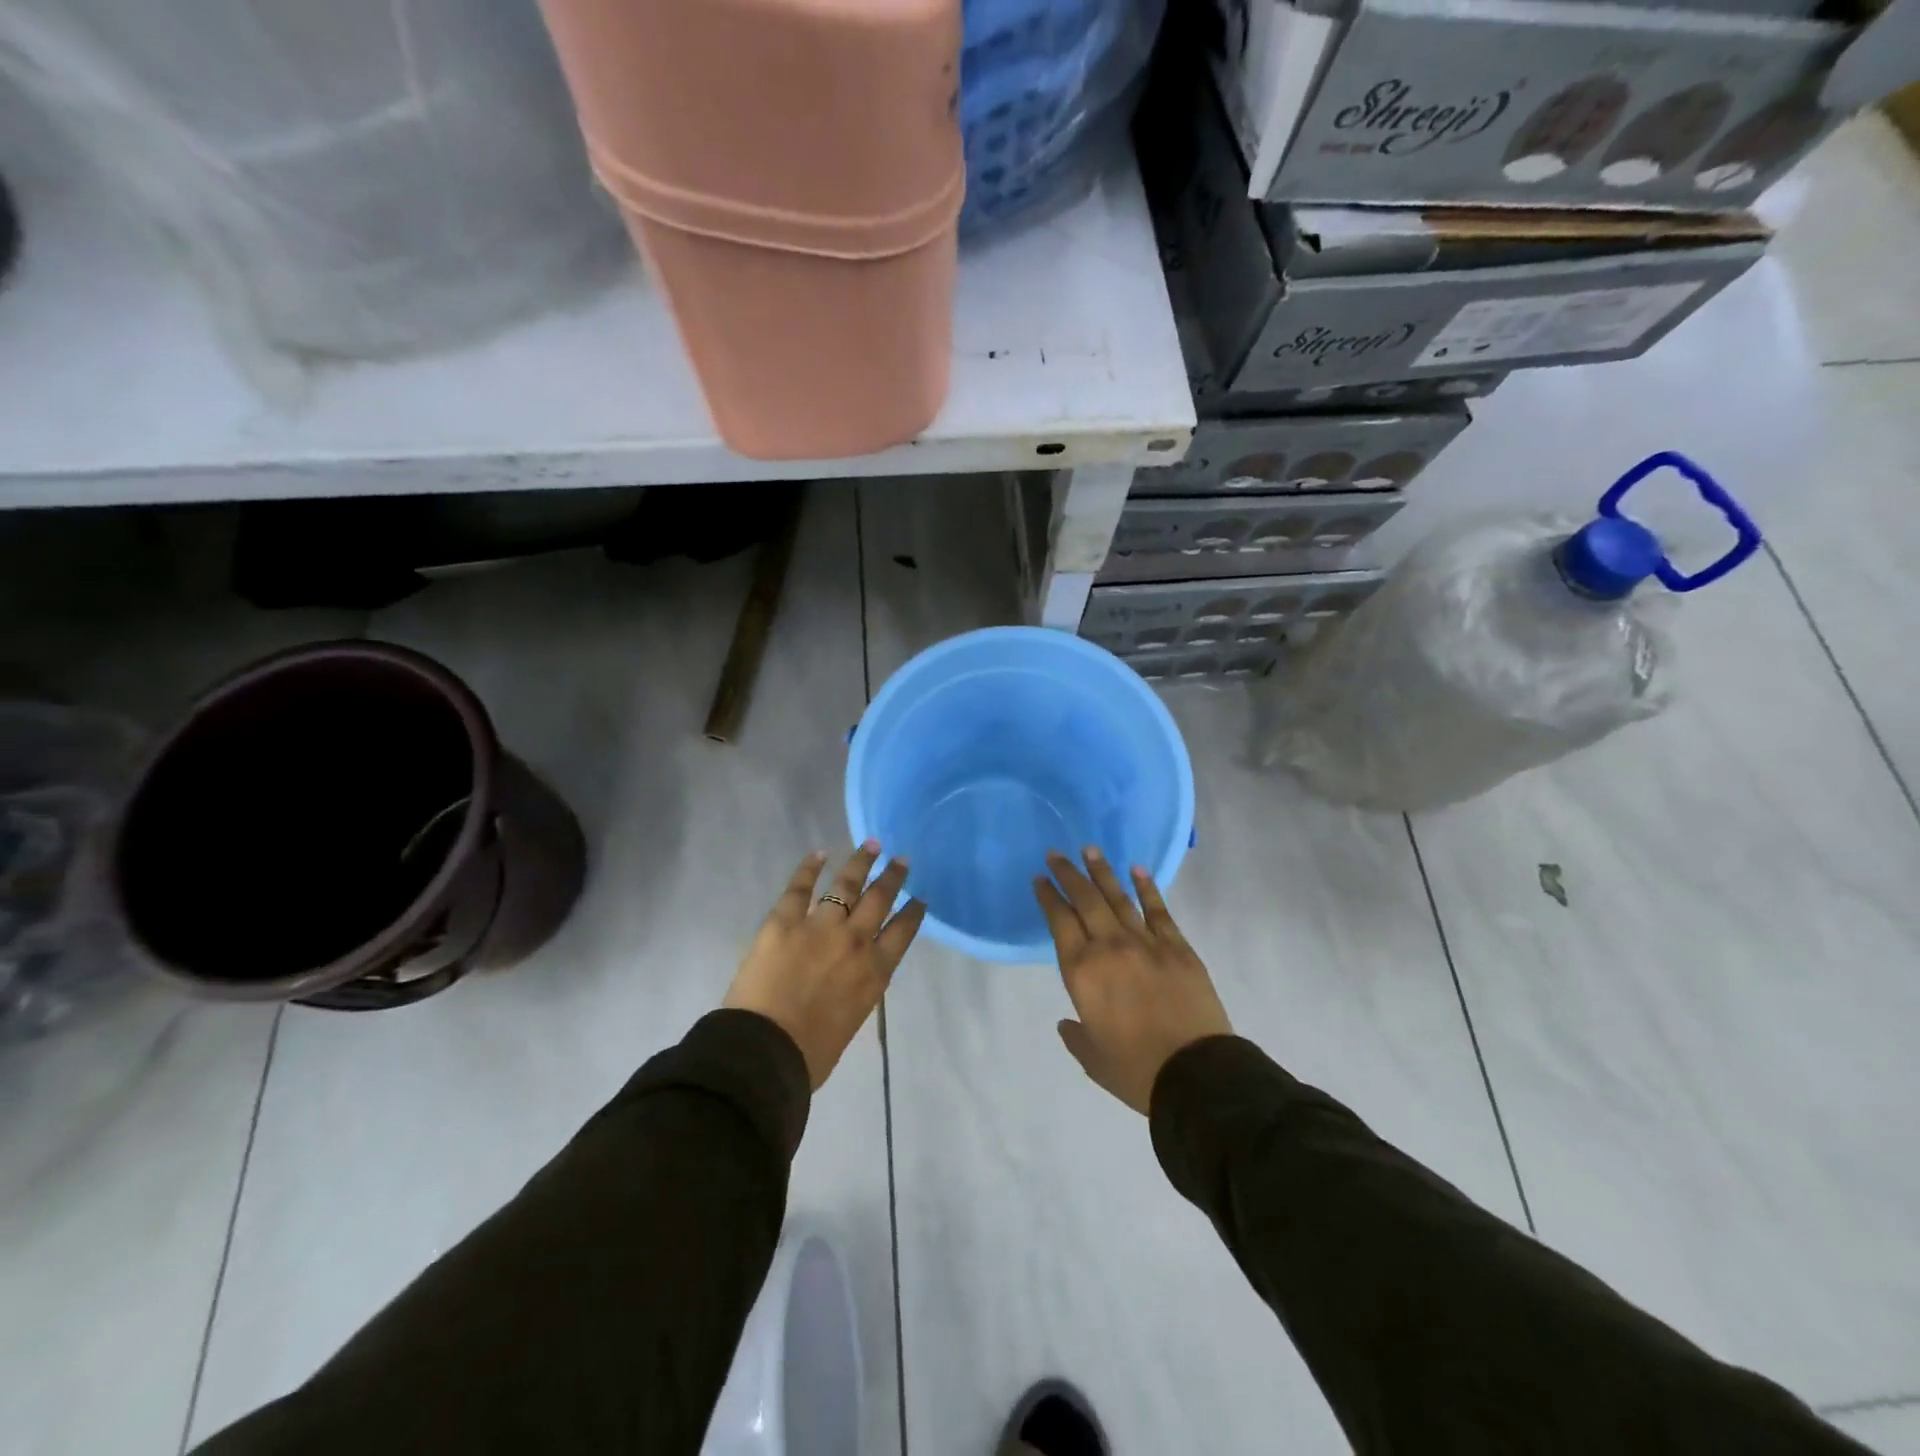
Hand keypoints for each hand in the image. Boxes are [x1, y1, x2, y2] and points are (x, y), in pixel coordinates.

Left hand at [725, 842, 925, 1088]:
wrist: (765, 1050)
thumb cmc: (810, 1053)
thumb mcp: (853, 1020)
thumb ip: (859, 989)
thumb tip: (853, 974)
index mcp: (875, 971)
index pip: (903, 932)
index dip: (913, 912)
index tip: (920, 898)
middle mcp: (855, 940)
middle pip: (880, 899)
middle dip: (893, 878)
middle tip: (901, 860)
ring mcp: (820, 926)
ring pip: (847, 884)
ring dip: (861, 862)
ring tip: (871, 845)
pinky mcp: (785, 920)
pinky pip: (800, 887)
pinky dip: (810, 867)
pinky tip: (819, 853)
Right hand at [1034, 848, 1231, 1114]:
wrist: (1196, 1075)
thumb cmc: (1136, 1071)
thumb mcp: (1093, 1059)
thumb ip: (1076, 1036)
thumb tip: (1068, 1022)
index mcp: (1082, 972)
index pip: (1059, 922)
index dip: (1048, 897)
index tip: (1040, 879)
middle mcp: (1109, 947)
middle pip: (1085, 900)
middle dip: (1068, 874)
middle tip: (1056, 854)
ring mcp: (1146, 943)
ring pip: (1118, 898)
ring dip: (1102, 872)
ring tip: (1089, 850)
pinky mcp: (1177, 947)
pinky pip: (1158, 910)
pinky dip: (1146, 888)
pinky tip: (1137, 870)